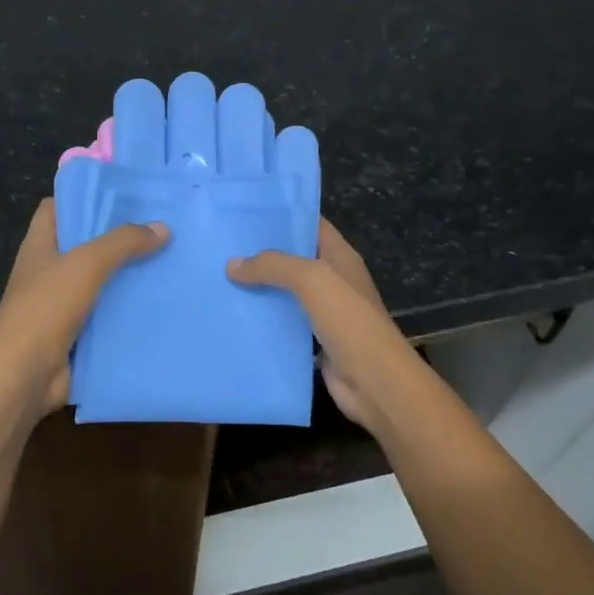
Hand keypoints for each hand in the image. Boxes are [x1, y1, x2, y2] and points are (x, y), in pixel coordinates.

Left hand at [0, 198, 168, 417]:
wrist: (25, 377)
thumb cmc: (46, 309)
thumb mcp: (86, 264)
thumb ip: (123, 242)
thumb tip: (162, 228)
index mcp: (40, 247)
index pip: (57, 208)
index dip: (84, 197)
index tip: (123, 194)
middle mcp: (50, 273)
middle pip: (86, 245)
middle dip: (120, 237)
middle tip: (162, 226)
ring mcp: (64, 306)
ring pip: (103, 282)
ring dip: (132, 276)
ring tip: (172, 261)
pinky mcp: (80, 335)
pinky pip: (110, 316)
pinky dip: (132, 311)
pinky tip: (164, 303)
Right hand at [228, 219, 419, 436]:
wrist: (374, 381)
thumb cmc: (349, 320)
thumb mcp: (311, 279)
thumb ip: (273, 266)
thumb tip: (232, 264)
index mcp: (340, 257)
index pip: (311, 225)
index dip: (283, 216)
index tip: (245, 213)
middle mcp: (333, 281)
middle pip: (294, 260)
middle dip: (262, 254)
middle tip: (222, 247)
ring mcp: (324, 313)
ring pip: (286, 294)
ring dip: (259, 289)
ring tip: (220, 279)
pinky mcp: (314, 342)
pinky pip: (284, 325)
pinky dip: (263, 322)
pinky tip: (235, 317)